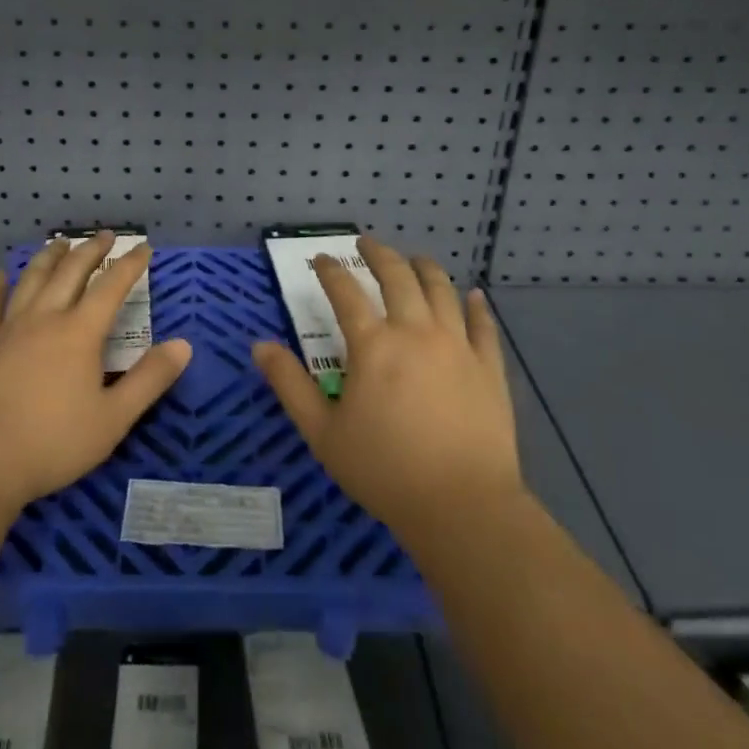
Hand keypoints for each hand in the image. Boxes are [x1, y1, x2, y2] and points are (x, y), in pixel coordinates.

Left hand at [0, 232, 191, 517]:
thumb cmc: (53, 442)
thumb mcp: (113, 418)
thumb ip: (150, 380)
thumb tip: (184, 345)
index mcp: (79, 333)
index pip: (111, 287)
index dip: (130, 265)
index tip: (143, 247)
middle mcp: (45, 319)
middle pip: (70, 273)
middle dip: (90, 251)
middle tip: (104, 235)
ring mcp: (9, 330)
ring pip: (31, 281)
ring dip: (49, 258)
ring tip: (60, 242)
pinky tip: (0, 277)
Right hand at [253, 235, 521, 546]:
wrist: (462, 506)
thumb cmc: (384, 470)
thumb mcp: (322, 432)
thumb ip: (289, 384)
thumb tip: (260, 345)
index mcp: (373, 345)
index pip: (345, 293)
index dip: (330, 270)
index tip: (321, 259)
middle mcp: (416, 332)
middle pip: (398, 277)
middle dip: (379, 254)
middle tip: (367, 243)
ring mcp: (457, 346)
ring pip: (442, 290)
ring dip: (425, 268)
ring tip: (415, 259)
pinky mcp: (489, 367)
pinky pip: (483, 325)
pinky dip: (475, 305)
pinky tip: (472, 295)